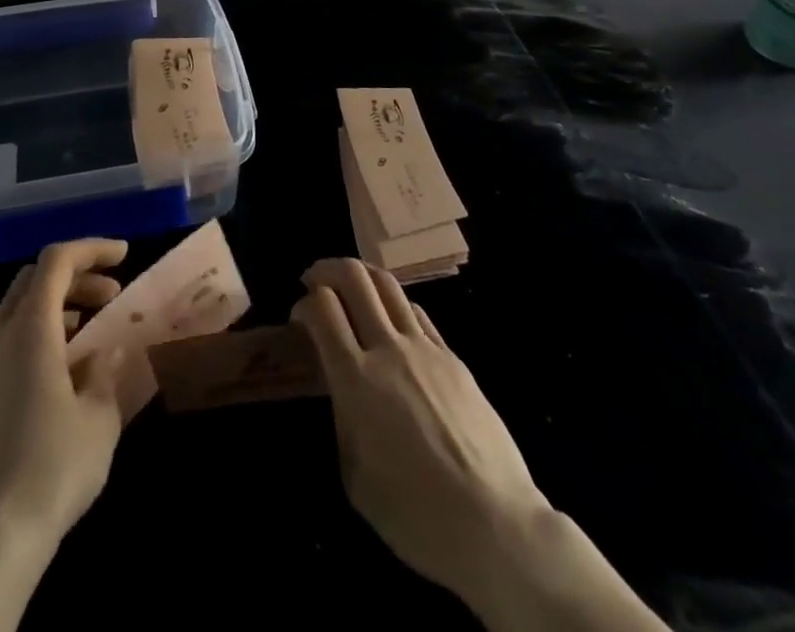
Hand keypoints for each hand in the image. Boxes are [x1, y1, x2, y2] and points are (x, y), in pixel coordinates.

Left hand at [0, 238, 131, 557]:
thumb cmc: (53, 468)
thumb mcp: (99, 418)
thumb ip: (103, 373)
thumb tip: (102, 352)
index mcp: (30, 330)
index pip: (57, 261)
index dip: (92, 248)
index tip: (125, 255)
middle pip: (35, 279)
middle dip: (76, 276)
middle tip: (111, 295)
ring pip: (17, 309)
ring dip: (55, 304)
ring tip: (87, 329)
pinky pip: (6, 340)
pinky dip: (36, 333)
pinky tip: (58, 368)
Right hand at [292, 260, 666, 631]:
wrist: (495, 524)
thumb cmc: (415, 514)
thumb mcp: (356, 475)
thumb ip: (343, 418)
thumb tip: (342, 387)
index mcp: (356, 380)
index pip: (322, 308)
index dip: (304, 304)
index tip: (299, 319)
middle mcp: (389, 349)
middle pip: (355, 277)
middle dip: (327, 270)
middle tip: (316, 281)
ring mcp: (425, 348)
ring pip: (388, 283)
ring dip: (362, 276)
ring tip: (351, 287)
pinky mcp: (453, 357)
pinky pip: (416, 312)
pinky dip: (394, 304)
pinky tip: (391, 322)